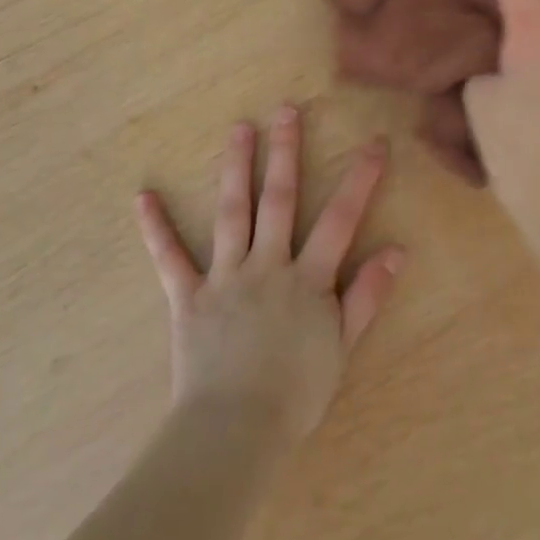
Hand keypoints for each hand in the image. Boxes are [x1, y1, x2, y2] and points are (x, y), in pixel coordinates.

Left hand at [133, 106, 402, 444]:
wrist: (237, 429)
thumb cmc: (296, 394)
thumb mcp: (342, 348)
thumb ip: (366, 297)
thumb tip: (395, 252)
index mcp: (308, 280)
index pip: (340, 220)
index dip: (359, 180)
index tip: (373, 144)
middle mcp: (267, 266)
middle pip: (279, 200)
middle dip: (285, 153)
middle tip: (286, 110)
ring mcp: (225, 278)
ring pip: (232, 213)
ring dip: (235, 168)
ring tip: (238, 129)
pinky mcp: (188, 298)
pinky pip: (170, 258)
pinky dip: (156, 229)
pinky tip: (143, 197)